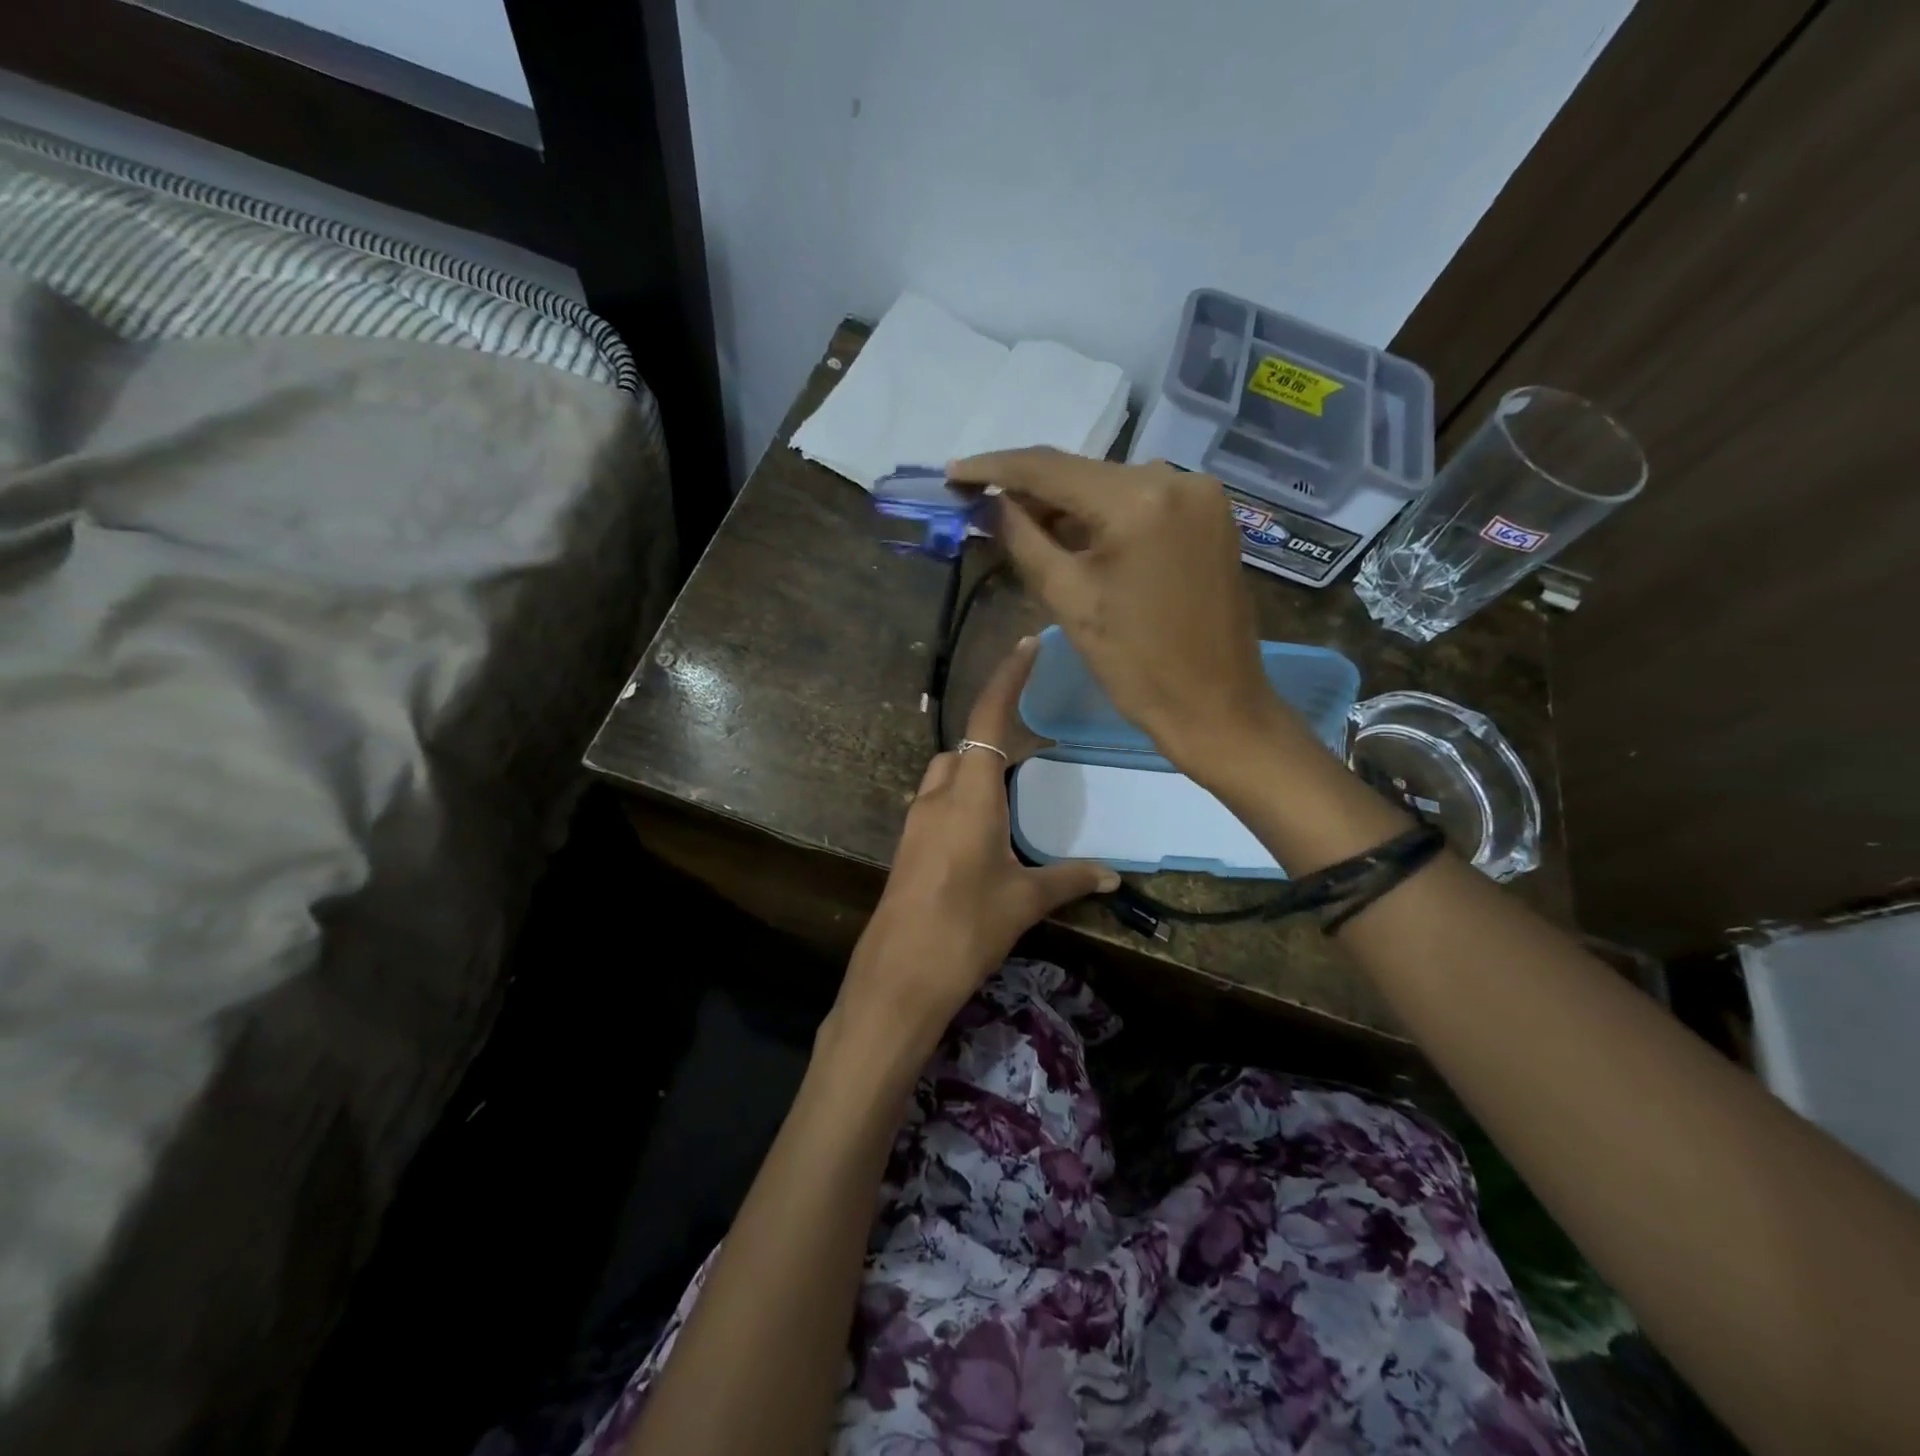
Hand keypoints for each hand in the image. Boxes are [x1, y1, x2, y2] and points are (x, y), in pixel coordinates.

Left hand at [838, 637, 1117, 1056]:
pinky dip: (961, 802)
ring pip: (946, 776)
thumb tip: (1112, 874)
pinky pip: (936, 805)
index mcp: (969, 795)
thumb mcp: (1023, 901)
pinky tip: (984, 836)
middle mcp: (937, 797)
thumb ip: (1067, 880)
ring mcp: (916, 821)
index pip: (987, 719)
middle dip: (992, 739)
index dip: (1007, 679)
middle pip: (964, 748)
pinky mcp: (908, 847)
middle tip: (1031, 753)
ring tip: (1012, 797)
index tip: (1025, 646)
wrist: (900, 974)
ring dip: (974, 774)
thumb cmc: (966, 927)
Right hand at [948, 447, 1290, 769]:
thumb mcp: (1068, 600)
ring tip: (1021, 526)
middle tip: (982, 506)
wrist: (1216, 705)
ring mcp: (1200, 494)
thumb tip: (990, 503)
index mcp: (1138, 500)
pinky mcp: (1210, 514)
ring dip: (1066, 504)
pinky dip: (1103, 514)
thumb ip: (1022, 540)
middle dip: (1030, 490)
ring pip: (1110, 486)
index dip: (994, 467)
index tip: (954, 472)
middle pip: (1082, 472)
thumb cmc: (1136, 665)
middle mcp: (1176, 478)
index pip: (1049, 468)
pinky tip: (1073, 534)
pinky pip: (1141, 500)